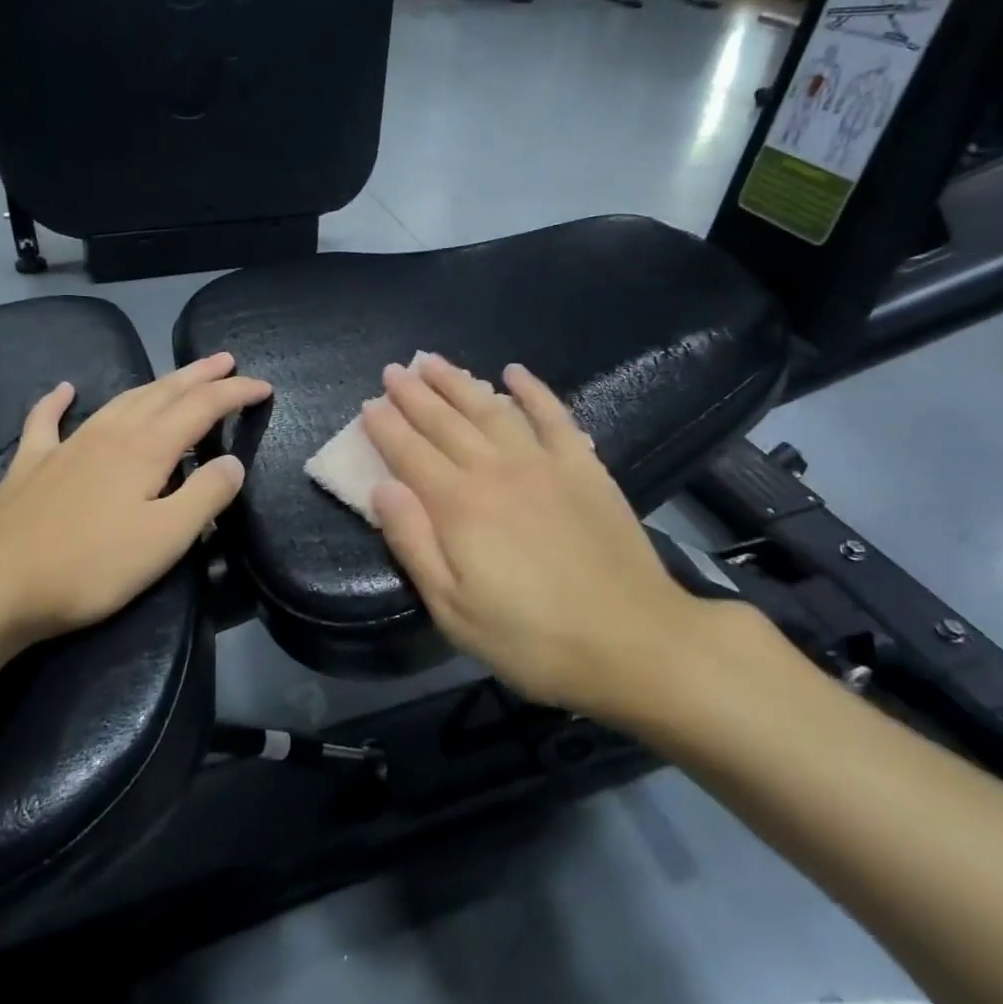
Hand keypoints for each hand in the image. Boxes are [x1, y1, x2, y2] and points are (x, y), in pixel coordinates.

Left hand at [0, 353, 270, 646]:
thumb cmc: (91, 566)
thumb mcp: (165, 539)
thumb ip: (206, 496)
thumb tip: (232, 463)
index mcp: (147, 450)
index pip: (203, 408)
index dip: (236, 393)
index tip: (264, 387)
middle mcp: (112, 434)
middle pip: (164, 392)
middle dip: (200, 375)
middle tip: (226, 361)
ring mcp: (68, 445)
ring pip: (121, 400)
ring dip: (154, 383)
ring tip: (177, 375)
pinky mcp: (32, 464)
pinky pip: (46, 421)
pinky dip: (57, 401)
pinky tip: (63, 389)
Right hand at [361, 355, 711, 720]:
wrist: (634, 641)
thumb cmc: (533, 639)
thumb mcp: (454, 611)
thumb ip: (413, 544)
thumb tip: (381, 488)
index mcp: (458, 506)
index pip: (409, 454)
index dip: (386, 427)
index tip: (368, 404)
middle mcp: (495, 470)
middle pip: (444, 422)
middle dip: (414, 394)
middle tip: (394, 370)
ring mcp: (543, 462)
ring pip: (489, 408)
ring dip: (458, 382)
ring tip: (434, 361)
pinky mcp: (583, 465)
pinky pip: (553, 414)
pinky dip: (532, 389)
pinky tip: (514, 371)